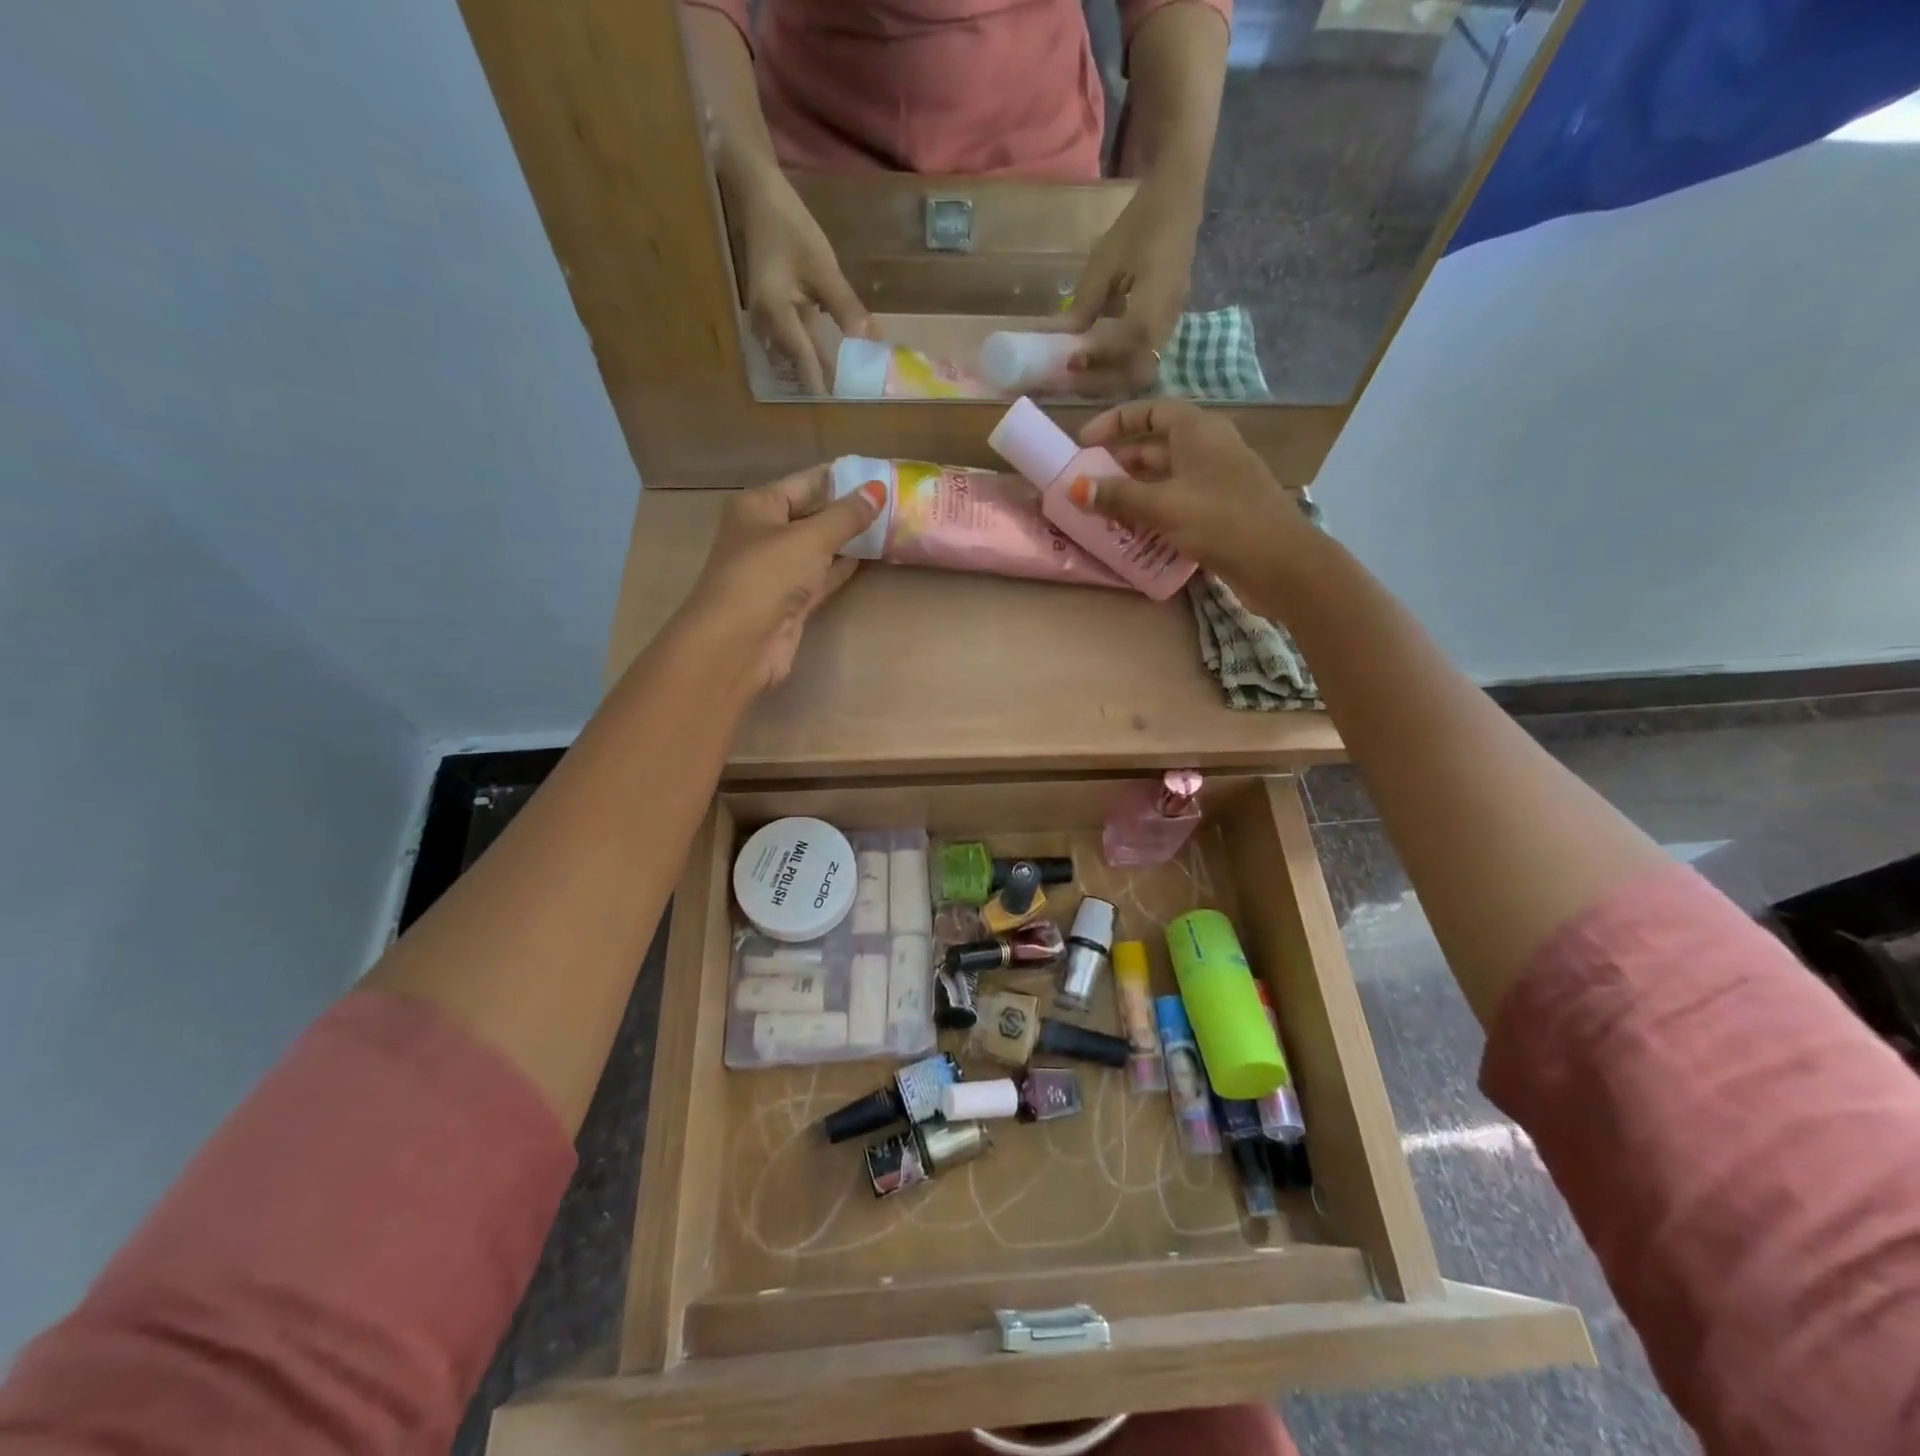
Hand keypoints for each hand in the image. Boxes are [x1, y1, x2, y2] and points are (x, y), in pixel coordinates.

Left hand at [679, 466, 886, 689]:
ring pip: (818, 548)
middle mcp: (763, 534)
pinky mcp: (790, 602)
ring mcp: (776, 571)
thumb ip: (846, 516)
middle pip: (811, 515)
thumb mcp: (810, 538)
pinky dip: (841, 568)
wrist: (739, 643)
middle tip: (894, 502)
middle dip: (847, 510)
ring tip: (889, 527)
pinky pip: (821, 576)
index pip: (805, 483)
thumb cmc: (767, 576)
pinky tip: (869, 558)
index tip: (880, 475)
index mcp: (757, 506)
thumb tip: (878, 490)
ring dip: (848, 540)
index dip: (841, 479)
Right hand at [728, 165, 874, 393]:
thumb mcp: (823, 266)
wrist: (760, 198)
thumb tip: (869, 342)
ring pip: (798, 357)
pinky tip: (839, 365)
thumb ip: (845, 306)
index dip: (823, 384)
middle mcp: (767, 325)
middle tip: (851, 406)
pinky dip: (818, 355)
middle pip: (798, 365)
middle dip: (824, 383)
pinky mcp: (778, 317)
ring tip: (848, 392)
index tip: (841, 408)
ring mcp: (770, 322)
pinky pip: (799, 344)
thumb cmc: (790, 227)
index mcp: (775, 313)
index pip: (803, 359)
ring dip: (821, 372)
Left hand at [1051, 179, 1201, 396]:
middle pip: (1139, 371)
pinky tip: (1096, 354)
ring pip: (1142, 368)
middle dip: (1105, 380)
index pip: (1130, 346)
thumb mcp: (1105, 260)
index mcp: (1156, 300)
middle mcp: (1168, 319)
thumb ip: (1086, 302)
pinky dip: (1118, 362)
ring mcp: (1171, 323)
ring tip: (1081, 370)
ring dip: (1111, 375)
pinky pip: (1143, 355)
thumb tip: (1061, 337)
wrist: (1178, 199)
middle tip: (1073, 377)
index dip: (1101, 359)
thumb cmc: (1140, 223)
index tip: (1072, 361)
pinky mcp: (1167, 322)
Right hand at [1077, 401, 1313, 592]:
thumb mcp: (1164, 506)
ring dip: (1134, 492)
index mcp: (1198, 431)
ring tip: (1102, 512)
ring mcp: (1217, 482)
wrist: (1280, 563)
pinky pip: (1178, 504)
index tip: (1084, 442)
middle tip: (1087, 483)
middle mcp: (1209, 449)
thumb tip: (1076, 488)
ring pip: (1166, 479)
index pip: (1152, 411)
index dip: (1116, 422)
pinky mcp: (1221, 512)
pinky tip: (1133, 534)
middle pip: (1156, 447)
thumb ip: (1119, 496)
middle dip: (1120, 463)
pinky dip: (1154, 513)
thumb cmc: (1222, 521)